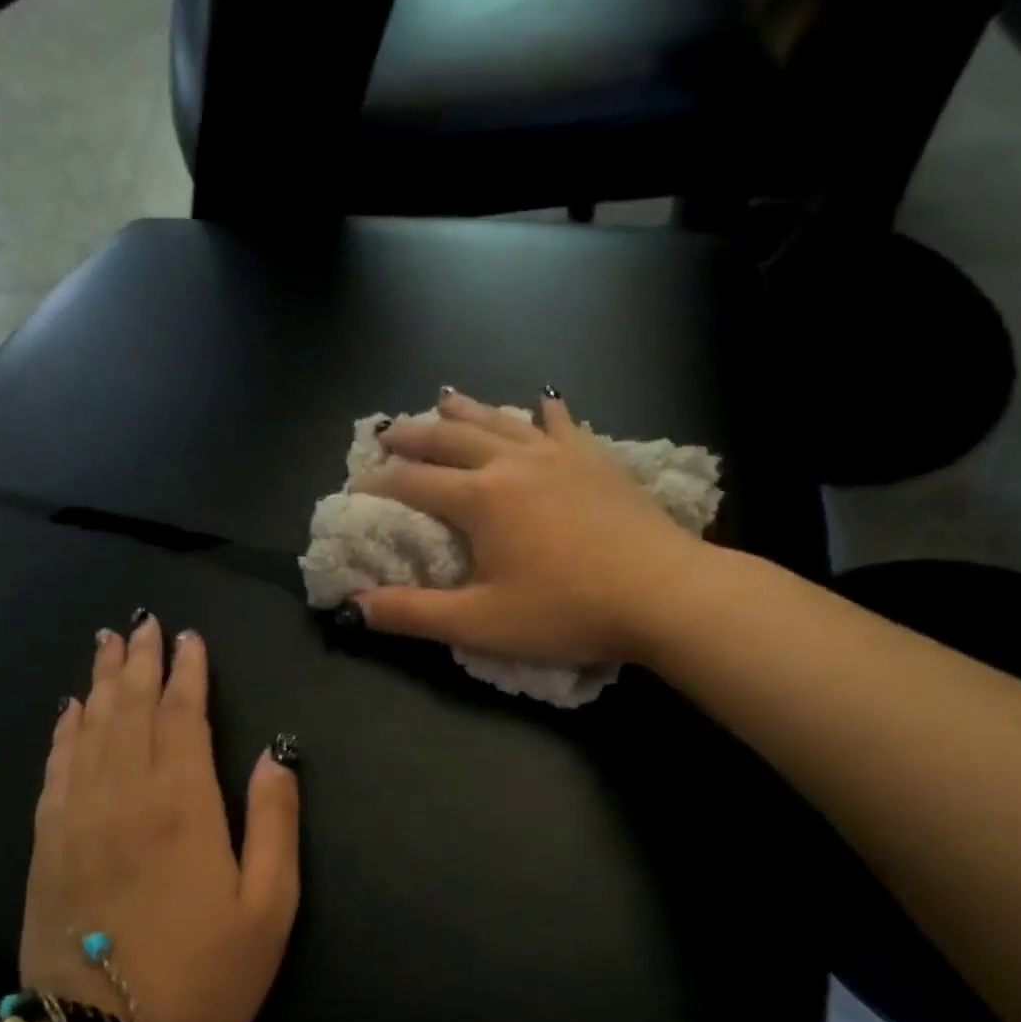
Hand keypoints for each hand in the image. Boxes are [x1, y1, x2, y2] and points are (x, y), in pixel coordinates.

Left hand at [21, 616, 299, 1021]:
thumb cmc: (203, 973)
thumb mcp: (269, 906)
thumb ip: (275, 820)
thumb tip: (277, 751)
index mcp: (183, 804)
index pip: (183, 716)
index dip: (188, 672)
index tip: (189, 638)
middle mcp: (126, 794)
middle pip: (133, 709)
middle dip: (141, 661)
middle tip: (142, 622)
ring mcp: (79, 816)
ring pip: (92, 728)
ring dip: (102, 681)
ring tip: (108, 644)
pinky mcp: (48, 843)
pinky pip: (56, 768)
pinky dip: (64, 731)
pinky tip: (70, 709)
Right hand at [352, 389, 715, 666]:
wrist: (665, 594)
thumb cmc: (567, 610)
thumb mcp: (480, 623)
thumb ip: (414, 614)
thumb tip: (355, 608)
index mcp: (480, 498)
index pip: (414, 484)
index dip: (380, 484)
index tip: (357, 485)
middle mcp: (512, 463)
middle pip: (450, 439)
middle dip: (413, 435)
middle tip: (387, 432)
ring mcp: (558, 456)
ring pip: (500, 421)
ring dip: (466, 410)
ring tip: (443, 398)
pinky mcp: (596, 460)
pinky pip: (563, 425)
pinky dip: (545, 412)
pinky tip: (543, 401)